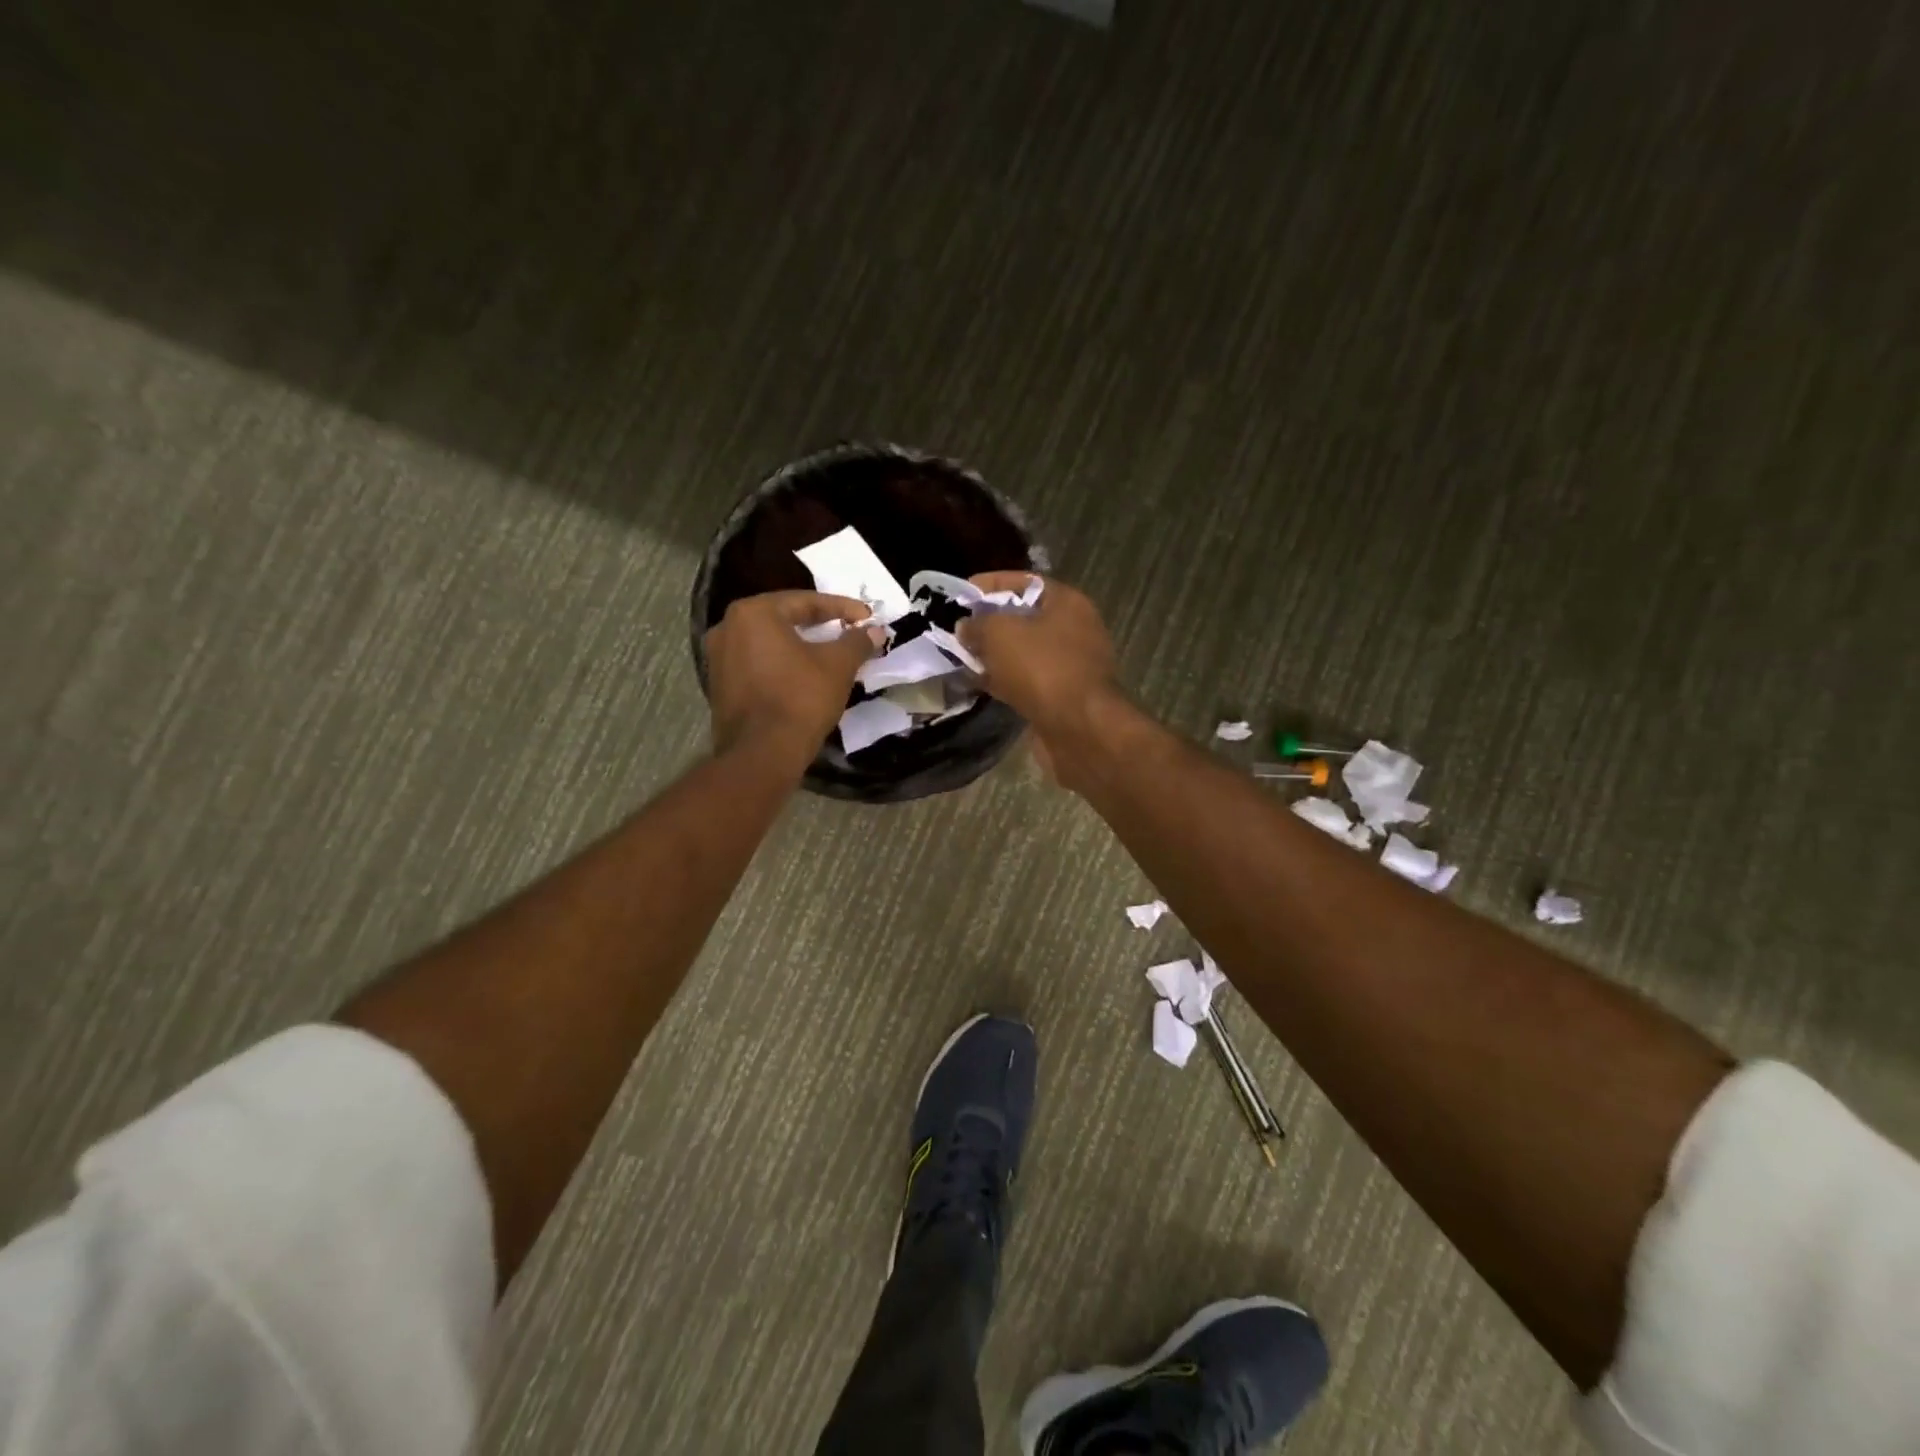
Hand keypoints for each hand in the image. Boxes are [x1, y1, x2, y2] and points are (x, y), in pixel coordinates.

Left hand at [704, 592, 882, 761]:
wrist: (762, 754)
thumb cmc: (801, 699)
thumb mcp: (838, 665)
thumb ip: (857, 642)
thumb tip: (875, 631)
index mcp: (754, 613)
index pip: (806, 602)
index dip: (843, 609)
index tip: (868, 617)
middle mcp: (728, 627)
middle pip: (784, 619)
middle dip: (820, 625)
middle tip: (849, 631)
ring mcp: (718, 658)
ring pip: (770, 643)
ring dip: (801, 646)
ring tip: (830, 653)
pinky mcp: (719, 686)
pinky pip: (758, 664)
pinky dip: (782, 665)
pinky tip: (805, 675)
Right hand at [957, 574, 1122, 778]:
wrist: (1080, 729)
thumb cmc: (1043, 669)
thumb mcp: (1001, 634)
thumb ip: (978, 624)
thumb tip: (965, 626)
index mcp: (1067, 602)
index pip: (1024, 582)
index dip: (989, 584)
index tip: (960, 594)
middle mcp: (1074, 629)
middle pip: (1023, 618)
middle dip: (988, 623)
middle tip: (956, 629)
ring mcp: (1069, 665)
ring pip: (1022, 652)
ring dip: (993, 655)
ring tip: (959, 657)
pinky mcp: (1061, 696)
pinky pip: (1026, 680)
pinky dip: (1003, 680)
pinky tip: (977, 684)